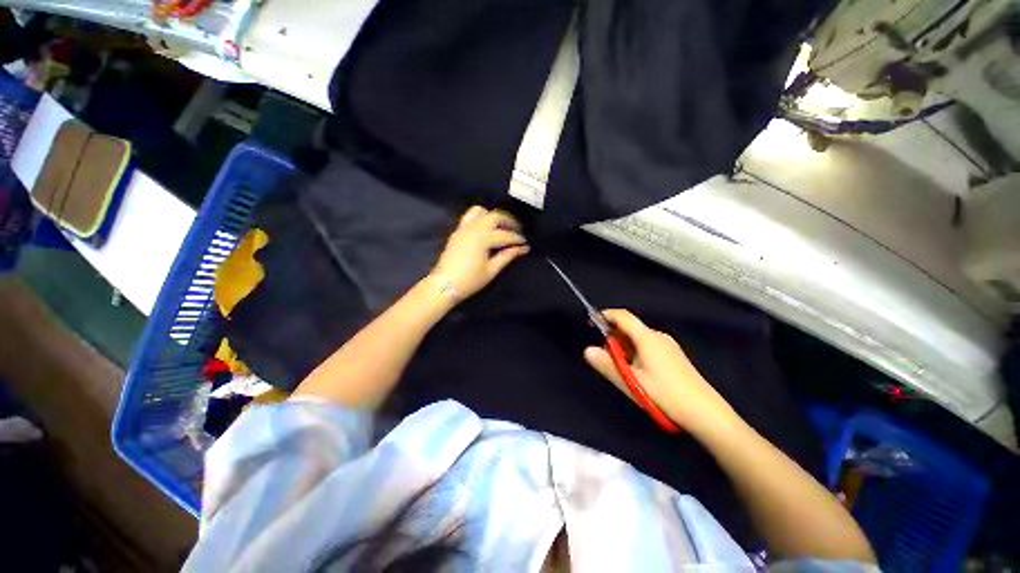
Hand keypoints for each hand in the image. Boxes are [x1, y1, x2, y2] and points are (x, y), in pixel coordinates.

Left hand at [431, 206, 529, 299]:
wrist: (444, 284)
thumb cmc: (469, 280)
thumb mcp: (491, 270)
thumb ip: (507, 256)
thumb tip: (522, 249)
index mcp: (483, 238)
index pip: (505, 235)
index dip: (517, 239)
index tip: (525, 244)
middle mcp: (473, 228)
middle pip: (495, 216)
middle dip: (509, 221)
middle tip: (517, 230)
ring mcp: (463, 228)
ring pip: (481, 212)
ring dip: (494, 216)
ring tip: (502, 226)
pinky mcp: (457, 231)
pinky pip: (470, 216)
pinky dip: (481, 217)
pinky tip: (487, 229)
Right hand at [584, 309, 738, 435]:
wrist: (706, 413)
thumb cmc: (665, 395)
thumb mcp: (631, 381)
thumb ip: (607, 364)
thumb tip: (587, 350)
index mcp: (647, 337)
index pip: (623, 316)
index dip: (605, 315)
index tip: (591, 322)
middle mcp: (658, 336)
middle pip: (630, 327)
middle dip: (614, 337)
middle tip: (606, 357)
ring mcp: (668, 346)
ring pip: (638, 338)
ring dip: (624, 347)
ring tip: (622, 369)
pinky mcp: (673, 356)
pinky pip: (647, 346)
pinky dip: (635, 352)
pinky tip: (638, 372)